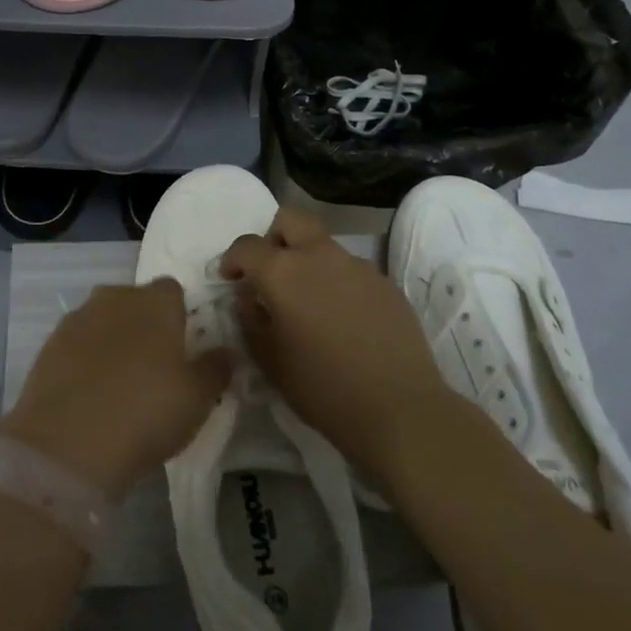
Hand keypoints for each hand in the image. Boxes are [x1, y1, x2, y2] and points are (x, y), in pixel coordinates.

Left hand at [0, 281, 229, 498]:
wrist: (68, 442)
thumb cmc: (146, 412)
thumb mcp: (198, 398)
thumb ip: (216, 369)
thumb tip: (228, 352)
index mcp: (156, 302)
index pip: (173, 290)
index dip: (180, 315)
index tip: (184, 347)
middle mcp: (115, 297)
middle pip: (136, 301)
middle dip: (145, 324)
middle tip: (154, 367)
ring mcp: (78, 318)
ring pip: (104, 319)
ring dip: (113, 340)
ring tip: (120, 383)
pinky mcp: (49, 343)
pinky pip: (77, 342)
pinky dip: (85, 358)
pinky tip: (90, 392)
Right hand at [222, 207, 452, 486]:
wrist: (400, 410)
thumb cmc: (322, 388)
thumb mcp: (269, 360)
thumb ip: (250, 318)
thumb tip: (248, 296)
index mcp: (284, 272)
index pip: (247, 246)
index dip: (232, 259)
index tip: (230, 279)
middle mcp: (320, 256)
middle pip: (290, 220)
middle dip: (273, 238)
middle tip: (270, 272)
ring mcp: (358, 266)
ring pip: (323, 245)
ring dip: (308, 261)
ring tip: (310, 303)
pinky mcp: (386, 284)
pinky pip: (351, 270)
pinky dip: (337, 283)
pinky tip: (343, 320)